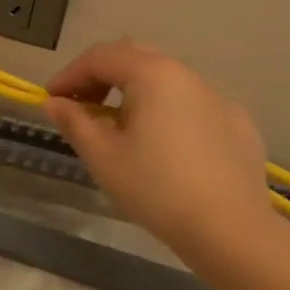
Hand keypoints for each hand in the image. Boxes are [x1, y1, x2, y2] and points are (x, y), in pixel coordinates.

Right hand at [43, 41, 275, 267]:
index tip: (51, 101)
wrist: (232, 232)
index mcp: (152, 74)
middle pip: (134, 57)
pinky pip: (193, 105)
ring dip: (135, 92)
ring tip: (120, 128)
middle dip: (102, 76)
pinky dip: (168, 112)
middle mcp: (187, 75)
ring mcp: (218, 97)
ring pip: (166, 80)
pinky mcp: (239, 123)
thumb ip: (74, 122)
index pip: (100, 57)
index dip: (69, 75)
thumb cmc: (156, 189)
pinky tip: (165, 146)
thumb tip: (53, 103)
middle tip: (82, 105)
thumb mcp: (102, 156)